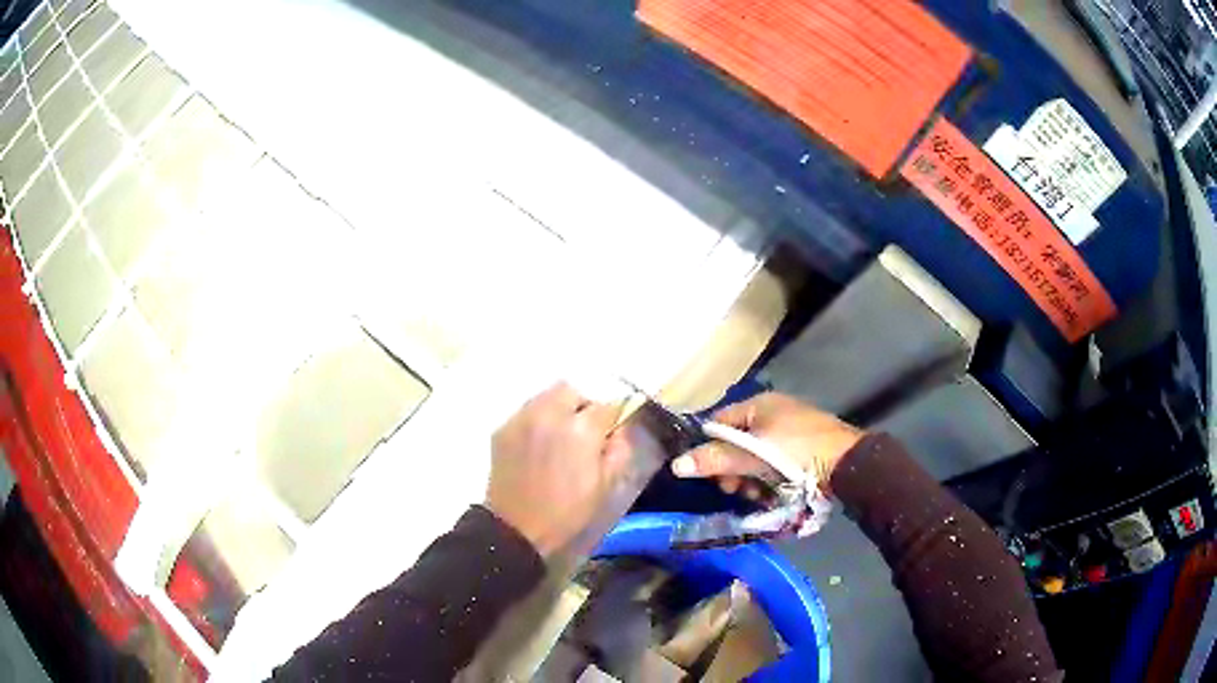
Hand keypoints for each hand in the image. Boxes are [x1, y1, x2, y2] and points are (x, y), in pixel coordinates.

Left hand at [487, 382, 631, 556]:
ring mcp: (522, 418)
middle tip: (584, 431)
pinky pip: (526, 413)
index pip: (606, 405)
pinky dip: (536, 421)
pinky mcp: (503, 429)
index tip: (611, 431)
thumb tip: (621, 430)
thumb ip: (619, 451)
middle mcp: (550, 413)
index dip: (612, 418)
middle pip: (572, 391)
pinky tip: (537, 446)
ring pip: (546, 397)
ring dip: (558, 409)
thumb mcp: (605, 486)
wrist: (516, 530)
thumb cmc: (567, 512)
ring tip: (558, 436)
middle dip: (582, 405)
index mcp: (581, 429)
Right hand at [670, 393, 861, 495]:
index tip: (712, 475)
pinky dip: (769, 481)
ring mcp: (790, 432)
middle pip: (736, 444)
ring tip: (758, 496)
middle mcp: (773, 414)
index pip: (718, 423)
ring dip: (751, 480)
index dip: (709, 449)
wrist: (848, 464)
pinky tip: (773, 495)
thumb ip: (716, 459)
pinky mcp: (803, 451)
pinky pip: (774, 465)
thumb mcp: (753, 455)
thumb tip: (676, 464)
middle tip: (737, 490)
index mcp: (759, 404)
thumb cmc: (797, 452)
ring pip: (755, 459)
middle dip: (733, 470)